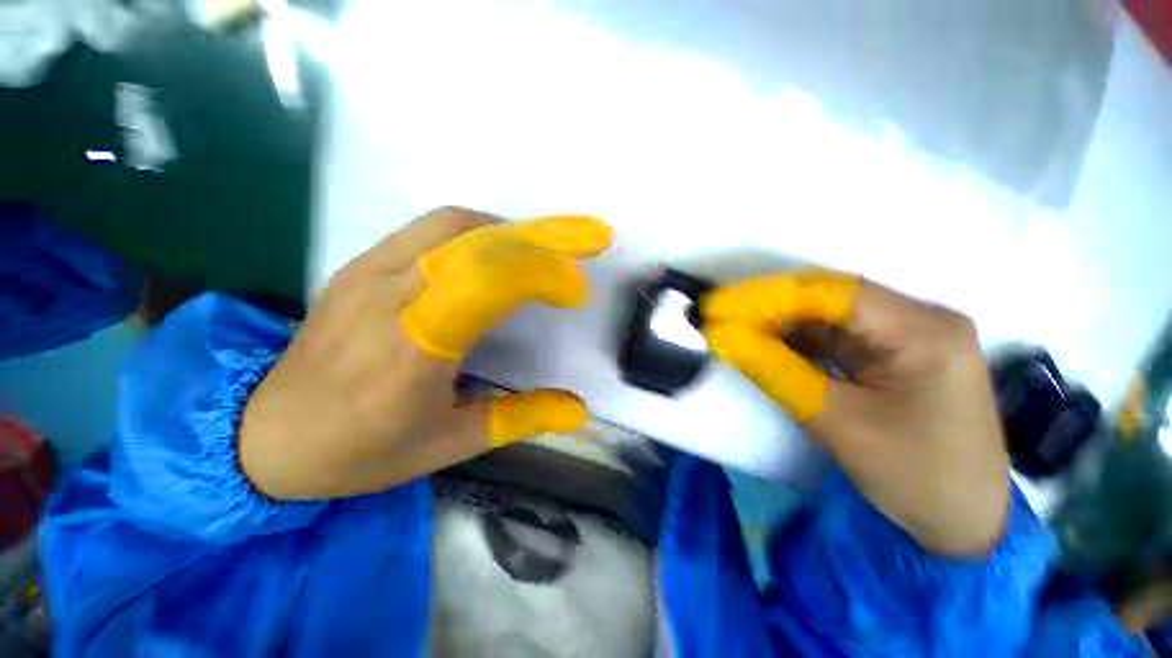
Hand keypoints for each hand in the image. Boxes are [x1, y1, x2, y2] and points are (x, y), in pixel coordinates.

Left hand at [239, 207, 612, 499]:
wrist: (263, 433)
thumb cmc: (360, 451)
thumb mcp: (448, 444)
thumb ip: (519, 418)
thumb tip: (578, 409)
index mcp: (414, 349)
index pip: (486, 282)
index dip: (541, 273)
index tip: (576, 291)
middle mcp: (390, 296)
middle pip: (476, 241)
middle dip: (542, 237)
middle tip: (584, 241)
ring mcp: (369, 272)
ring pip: (454, 225)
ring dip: (512, 231)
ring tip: (546, 248)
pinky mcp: (359, 264)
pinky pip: (430, 230)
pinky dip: (480, 232)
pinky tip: (498, 252)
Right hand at [702, 271, 1010, 556]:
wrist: (964, 526)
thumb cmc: (916, 477)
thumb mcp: (838, 422)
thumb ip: (776, 371)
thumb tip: (722, 337)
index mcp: (924, 330)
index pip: (832, 294)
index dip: (768, 296)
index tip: (719, 305)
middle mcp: (919, 320)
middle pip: (830, 300)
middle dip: (769, 307)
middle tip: (720, 315)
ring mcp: (907, 337)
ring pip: (828, 317)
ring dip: (779, 324)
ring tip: (733, 329)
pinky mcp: (892, 356)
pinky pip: (835, 338)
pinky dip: (796, 342)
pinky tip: (765, 344)